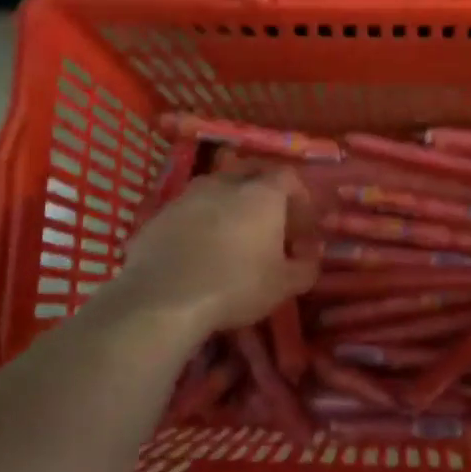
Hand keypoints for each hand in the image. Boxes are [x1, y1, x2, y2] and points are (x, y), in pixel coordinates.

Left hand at [108, 164, 319, 336]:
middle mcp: (225, 183)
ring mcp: (188, 195)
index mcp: (262, 193)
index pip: (289, 177)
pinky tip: (200, 249)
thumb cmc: (235, 286)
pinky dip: (201, 221)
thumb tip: (310, 257)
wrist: (163, 298)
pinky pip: (190, 209)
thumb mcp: (284, 285)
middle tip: (269, 224)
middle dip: (265, 194)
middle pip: (251, 173)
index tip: (301, 228)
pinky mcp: (160, 213)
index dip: (300, 200)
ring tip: (233, 237)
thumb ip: (305, 267)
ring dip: (230, 205)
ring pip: (217, 189)